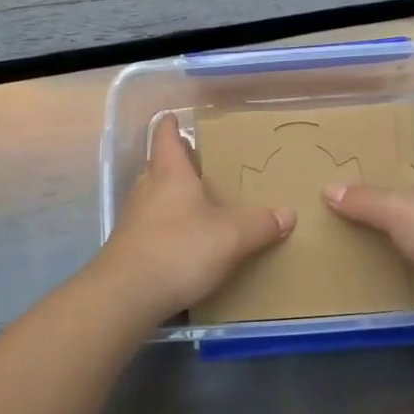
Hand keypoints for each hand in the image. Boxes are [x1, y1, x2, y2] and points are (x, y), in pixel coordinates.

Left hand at [91, 113, 294, 322]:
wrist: (125, 296)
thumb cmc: (179, 250)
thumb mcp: (231, 238)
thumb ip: (260, 224)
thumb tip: (288, 213)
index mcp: (169, 172)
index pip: (165, 135)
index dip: (171, 124)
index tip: (177, 117)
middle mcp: (147, 188)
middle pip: (160, 166)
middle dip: (180, 164)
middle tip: (206, 167)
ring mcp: (133, 219)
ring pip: (155, 197)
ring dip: (173, 198)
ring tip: (201, 206)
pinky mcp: (129, 248)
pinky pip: (152, 226)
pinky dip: (168, 227)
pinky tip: (186, 244)